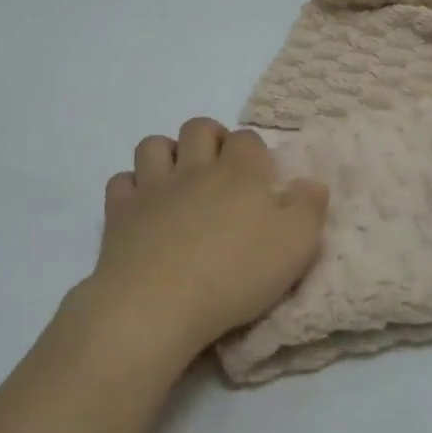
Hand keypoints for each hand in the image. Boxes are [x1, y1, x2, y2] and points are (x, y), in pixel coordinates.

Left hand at [76, 118, 327, 370]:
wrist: (159, 304)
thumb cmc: (235, 275)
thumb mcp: (296, 245)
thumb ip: (309, 208)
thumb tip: (312, 183)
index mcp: (239, 173)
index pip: (248, 139)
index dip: (255, 152)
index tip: (260, 177)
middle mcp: (194, 169)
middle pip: (199, 128)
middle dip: (211, 138)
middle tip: (221, 169)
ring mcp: (152, 188)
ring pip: (154, 145)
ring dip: (168, 154)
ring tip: (179, 179)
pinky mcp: (119, 213)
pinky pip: (122, 182)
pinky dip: (132, 187)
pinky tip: (143, 206)